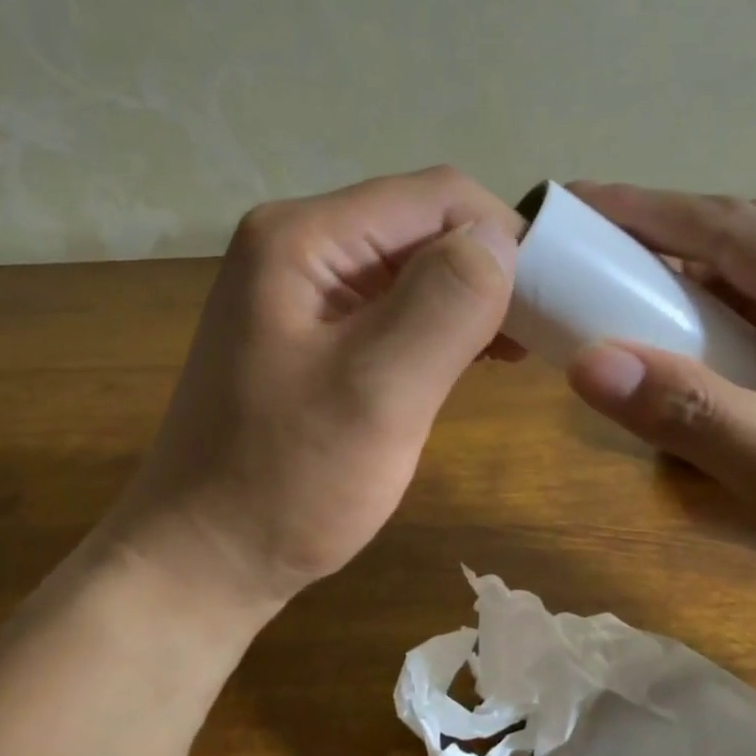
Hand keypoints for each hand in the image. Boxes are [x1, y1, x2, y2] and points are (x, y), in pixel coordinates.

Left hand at [108, 168, 520, 614]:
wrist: (202, 559)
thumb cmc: (285, 484)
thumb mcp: (377, 393)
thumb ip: (444, 303)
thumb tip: (500, 239)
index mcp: (304, 237)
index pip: (436, 196)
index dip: (503, 235)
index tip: (553, 299)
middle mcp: (298, 242)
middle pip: (424, 224)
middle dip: (490, 269)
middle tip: (541, 332)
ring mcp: (300, 285)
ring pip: (414, 264)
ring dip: (471, 298)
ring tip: (515, 349)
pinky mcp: (310, 326)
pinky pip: (392, 302)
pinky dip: (440, 322)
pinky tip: (471, 358)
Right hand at [561, 184, 755, 659]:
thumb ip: (695, 414)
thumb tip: (585, 363)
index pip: (733, 228)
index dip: (647, 210)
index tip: (574, 203)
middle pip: (743, 252)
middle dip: (660, 245)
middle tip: (583, 258)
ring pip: (754, 299)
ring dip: (685, 296)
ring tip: (617, 307)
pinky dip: (714, 344)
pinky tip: (686, 368)